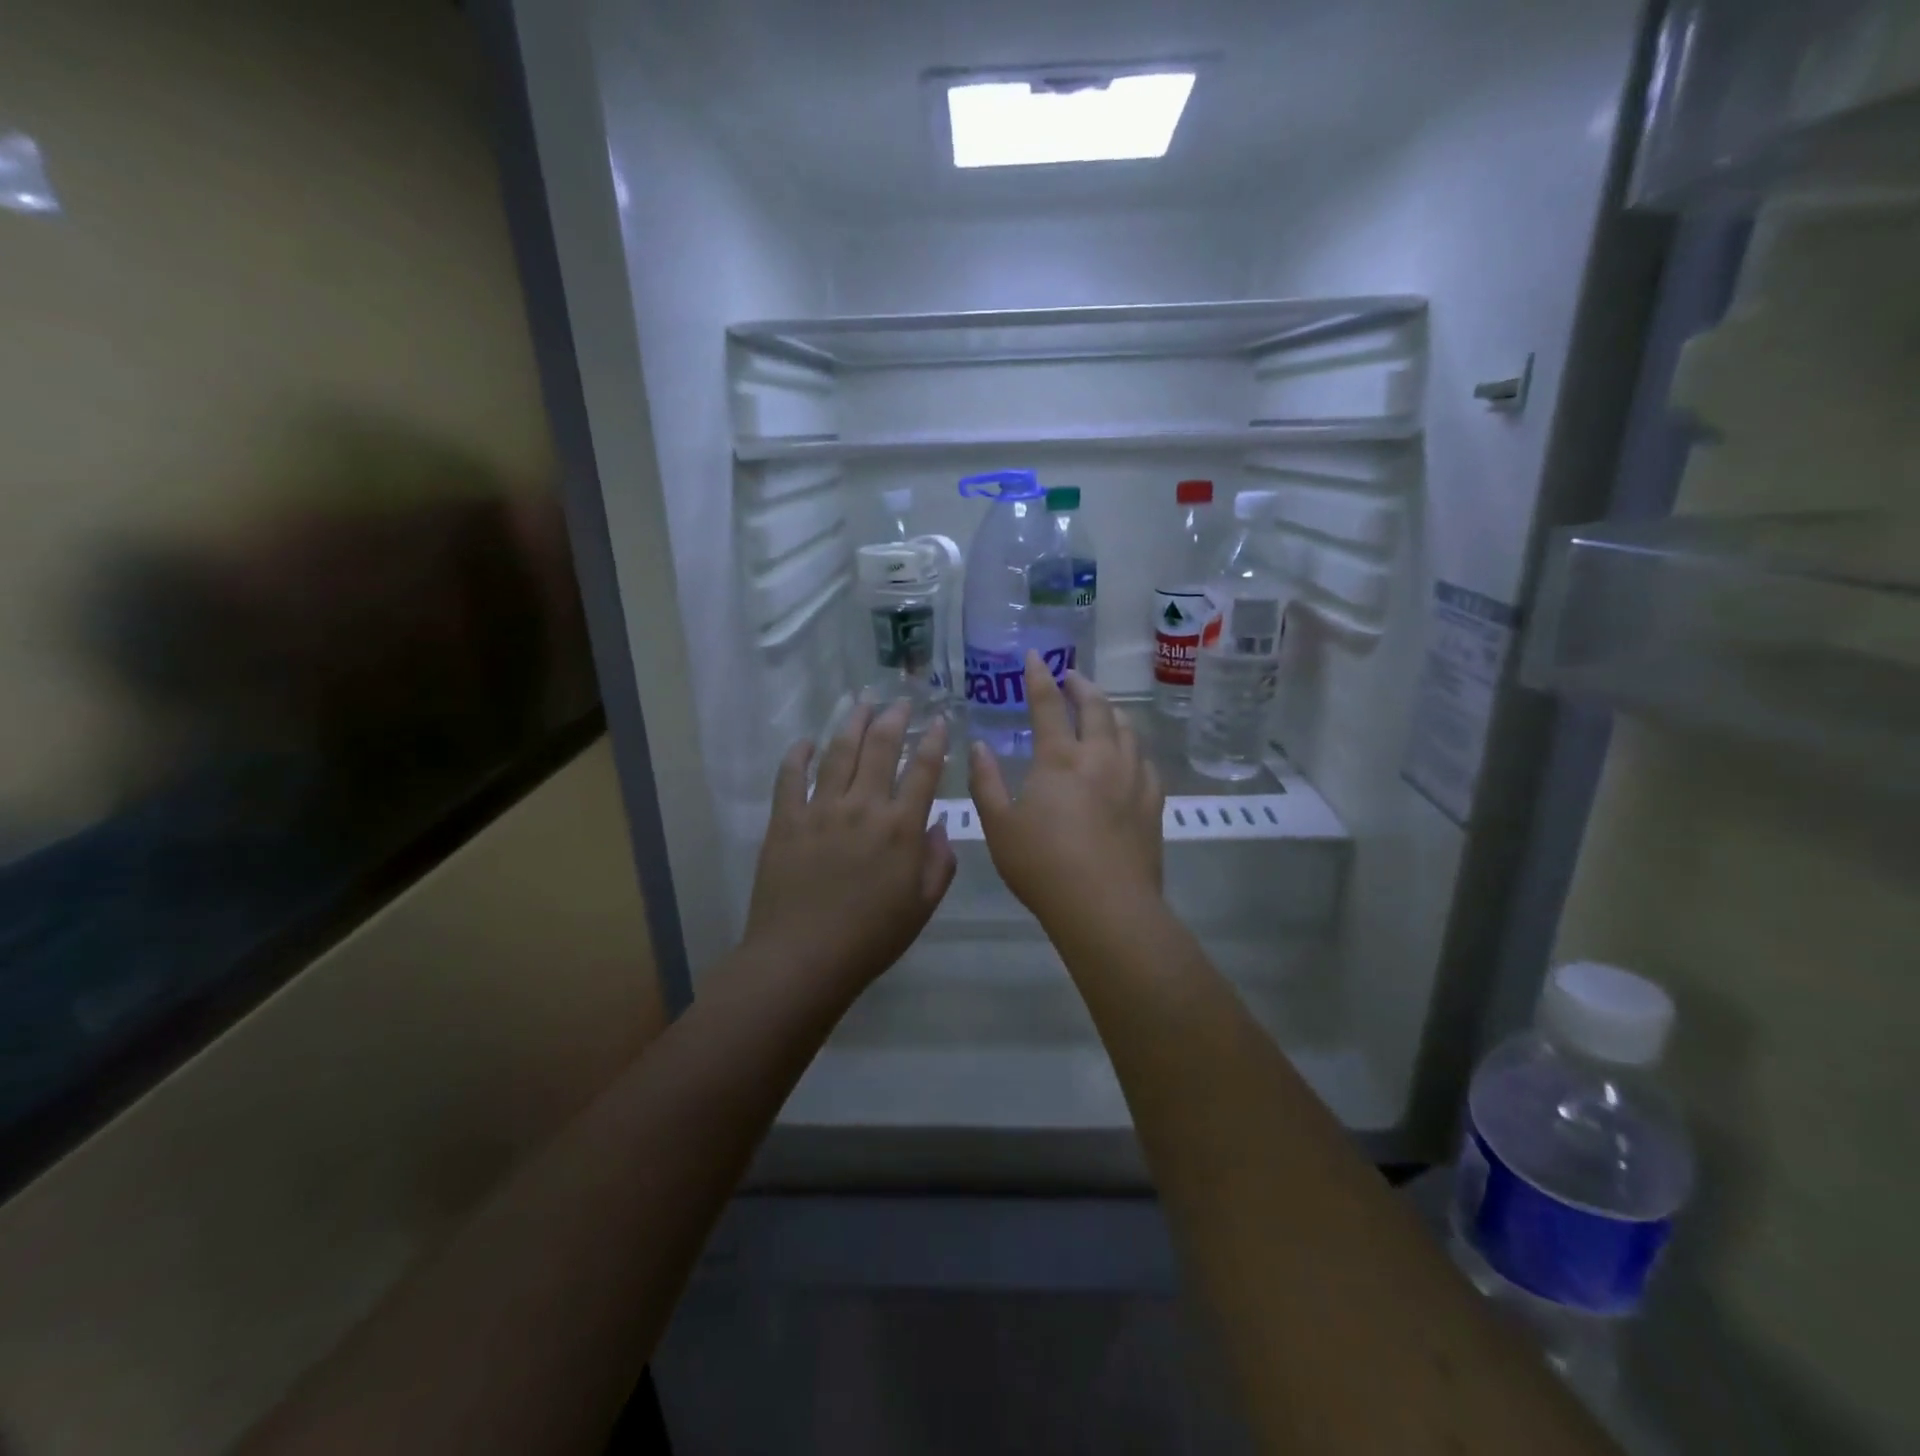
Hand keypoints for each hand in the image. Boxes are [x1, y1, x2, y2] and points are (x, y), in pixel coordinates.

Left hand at [743, 702, 956, 999]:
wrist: (803, 958)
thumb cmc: (870, 938)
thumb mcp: (922, 907)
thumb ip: (938, 863)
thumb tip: (938, 828)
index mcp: (901, 828)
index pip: (923, 769)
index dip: (934, 740)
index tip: (939, 721)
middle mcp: (863, 807)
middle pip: (880, 747)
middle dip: (894, 718)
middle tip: (900, 701)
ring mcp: (820, 809)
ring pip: (838, 751)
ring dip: (852, 723)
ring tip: (860, 703)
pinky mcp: (785, 820)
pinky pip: (790, 776)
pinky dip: (798, 754)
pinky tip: (805, 741)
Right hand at [969, 653, 1164, 933]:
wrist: (1105, 906)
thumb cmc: (1043, 866)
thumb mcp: (999, 826)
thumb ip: (986, 781)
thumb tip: (979, 745)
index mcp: (1059, 758)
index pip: (1048, 704)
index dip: (1040, 677)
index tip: (1036, 656)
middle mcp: (1100, 757)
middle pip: (1096, 708)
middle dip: (1082, 686)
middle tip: (1072, 677)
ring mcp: (1132, 778)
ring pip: (1127, 730)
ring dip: (1111, 711)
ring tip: (1102, 708)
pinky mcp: (1152, 802)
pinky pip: (1146, 762)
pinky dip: (1133, 748)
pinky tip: (1129, 756)